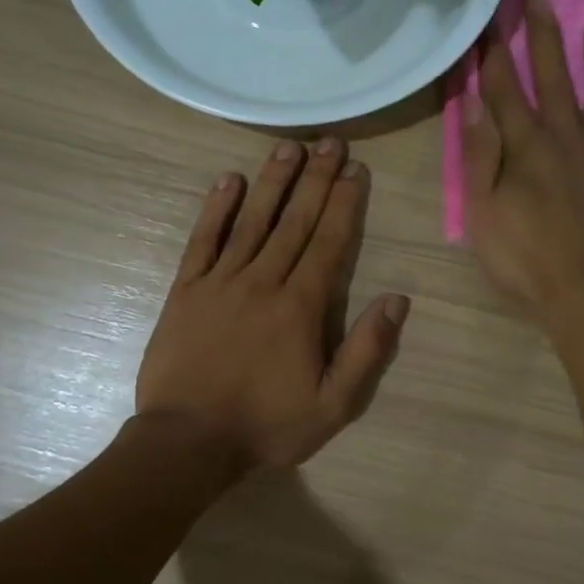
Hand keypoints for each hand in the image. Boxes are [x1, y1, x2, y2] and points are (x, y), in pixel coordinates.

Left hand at [136, 140, 409, 471]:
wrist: (187, 442)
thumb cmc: (267, 425)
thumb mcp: (333, 405)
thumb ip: (367, 351)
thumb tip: (397, 300)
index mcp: (300, 307)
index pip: (329, 242)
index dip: (345, 203)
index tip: (356, 169)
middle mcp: (262, 282)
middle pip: (295, 221)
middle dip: (316, 178)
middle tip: (330, 141)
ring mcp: (220, 282)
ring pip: (252, 221)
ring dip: (273, 181)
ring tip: (289, 147)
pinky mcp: (185, 291)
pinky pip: (203, 241)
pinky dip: (216, 209)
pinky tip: (230, 181)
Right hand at [463, 4, 583, 332]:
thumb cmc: (526, 260)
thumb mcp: (482, 215)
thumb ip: (477, 157)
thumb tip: (473, 103)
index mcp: (526, 148)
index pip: (505, 91)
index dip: (494, 56)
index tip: (489, 23)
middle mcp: (568, 138)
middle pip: (554, 80)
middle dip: (545, 40)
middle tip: (542, 3)